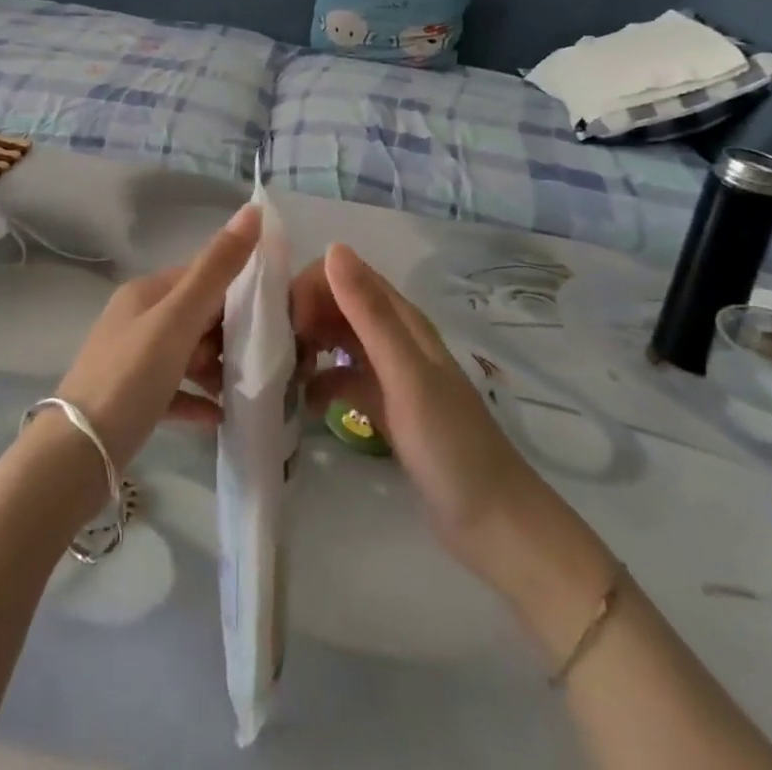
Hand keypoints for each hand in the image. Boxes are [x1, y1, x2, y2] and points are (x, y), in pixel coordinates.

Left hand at [52, 204, 260, 469]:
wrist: (76, 455)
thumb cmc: (131, 376)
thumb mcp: (178, 318)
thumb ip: (217, 268)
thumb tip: (253, 209)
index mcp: (146, 292)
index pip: (201, 276)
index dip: (238, 287)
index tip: (276, 310)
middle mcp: (138, 320)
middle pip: (197, 316)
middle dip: (231, 332)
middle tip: (267, 354)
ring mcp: (134, 361)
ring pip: (189, 354)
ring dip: (219, 367)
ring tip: (250, 385)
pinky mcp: (134, 401)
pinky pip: (177, 392)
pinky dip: (200, 399)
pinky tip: (224, 416)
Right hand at [295, 244, 550, 580]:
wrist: (492, 522)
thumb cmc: (449, 443)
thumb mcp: (404, 373)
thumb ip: (369, 313)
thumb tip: (333, 248)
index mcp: (402, 320)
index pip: (346, 275)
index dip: (311, 287)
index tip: (286, 323)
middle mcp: (394, 338)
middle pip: (338, 305)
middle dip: (304, 317)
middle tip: (278, 353)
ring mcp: (389, 374)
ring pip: (338, 341)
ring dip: (309, 348)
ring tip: (283, 376)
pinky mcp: (384, 407)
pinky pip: (342, 380)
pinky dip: (321, 384)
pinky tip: (305, 406)